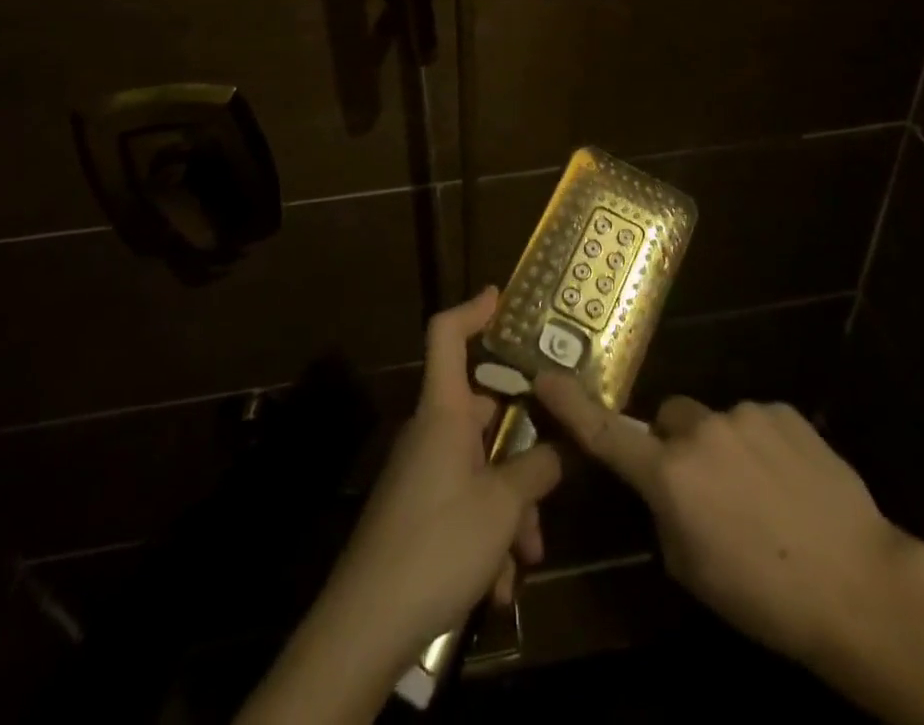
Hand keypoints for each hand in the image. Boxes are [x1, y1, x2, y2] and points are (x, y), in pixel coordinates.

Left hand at [319, 287, 561, 660]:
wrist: (365, 627)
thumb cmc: (438, 543)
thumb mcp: (504, 506)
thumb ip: (537, 470)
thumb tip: (558, 450)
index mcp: (443, 412)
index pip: (446, 336)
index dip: (473, 309)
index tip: (501, 297)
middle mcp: (430, 434)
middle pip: (482, 414)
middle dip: (522, 448)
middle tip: (554, 469)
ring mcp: (421, 476)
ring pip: (479, 470)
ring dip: (509, 508)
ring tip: (527, 557)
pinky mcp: (416, 516)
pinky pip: (462, 507)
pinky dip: (486, 537)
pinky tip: (498, 588)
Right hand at [533, 374, 908, 669]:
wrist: (856, 582)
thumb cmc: (764, 595)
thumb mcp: (693, 570)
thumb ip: (666, 515)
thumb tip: (667, 489)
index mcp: (670, 476)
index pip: (608, 435)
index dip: (571, 407)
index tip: (544, 377)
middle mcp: (700, 431)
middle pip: (671, 421)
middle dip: (677, 446)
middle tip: (707, 492)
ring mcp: (744, 414)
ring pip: (717, 424)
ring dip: (725, 451)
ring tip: (763, 498)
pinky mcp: (782, 410)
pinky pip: (756, 422)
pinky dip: (762, 446)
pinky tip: (790, 484)